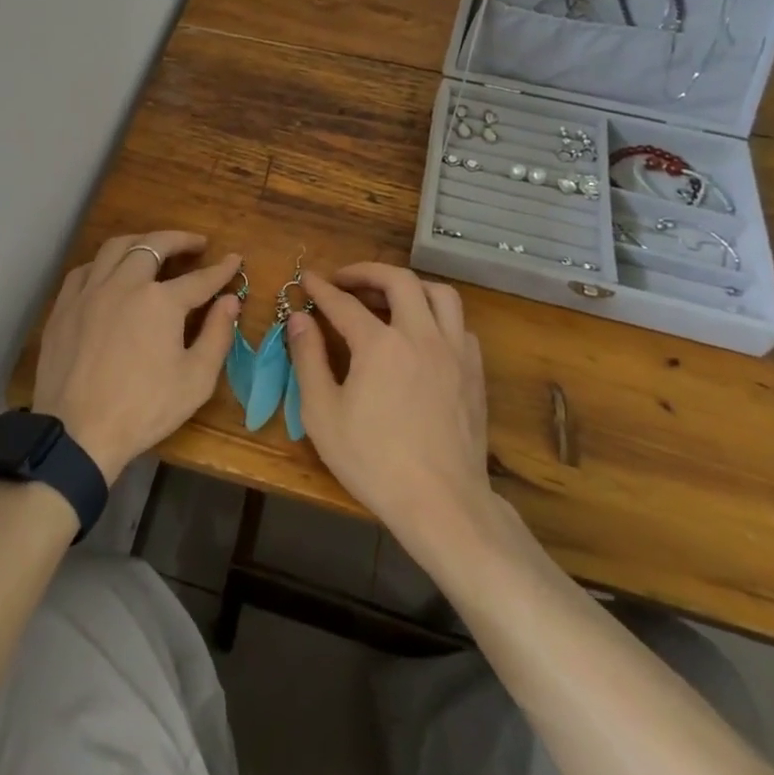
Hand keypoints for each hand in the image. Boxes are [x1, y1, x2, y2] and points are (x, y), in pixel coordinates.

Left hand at [33, 231, 240, 483]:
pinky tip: (110, 273)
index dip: (221, 269)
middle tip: (196, 243)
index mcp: (160, 301)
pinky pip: (85, 270)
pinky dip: (104, 263)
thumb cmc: (143, 409)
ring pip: (115, 248)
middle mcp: (124, 284)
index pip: (199, 278)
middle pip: (154, 246)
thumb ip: (218, 335)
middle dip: (179, 240)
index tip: (234, 258)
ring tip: (154, 247)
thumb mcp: (195, 380)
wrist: (77, 432)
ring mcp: (89, 292)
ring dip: (140, 242)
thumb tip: (230, 301)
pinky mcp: (64, 306)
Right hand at [286, 263, 493, 554]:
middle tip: (345, 280)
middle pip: (399, 280)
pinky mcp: (474, 372)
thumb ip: (308, 358)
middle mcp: (421, 335)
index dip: (321, 288)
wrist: (441, 502)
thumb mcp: (322, 413)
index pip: (344, 302)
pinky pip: (458, 325)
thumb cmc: (373, 461)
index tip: (307, 278)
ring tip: (388, 297)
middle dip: (367, 272)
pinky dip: (437, 317)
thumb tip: (299, 318)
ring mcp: (454, 352)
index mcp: (380, 344)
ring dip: (410, 286)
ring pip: (440, 294)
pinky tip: (422, 335)